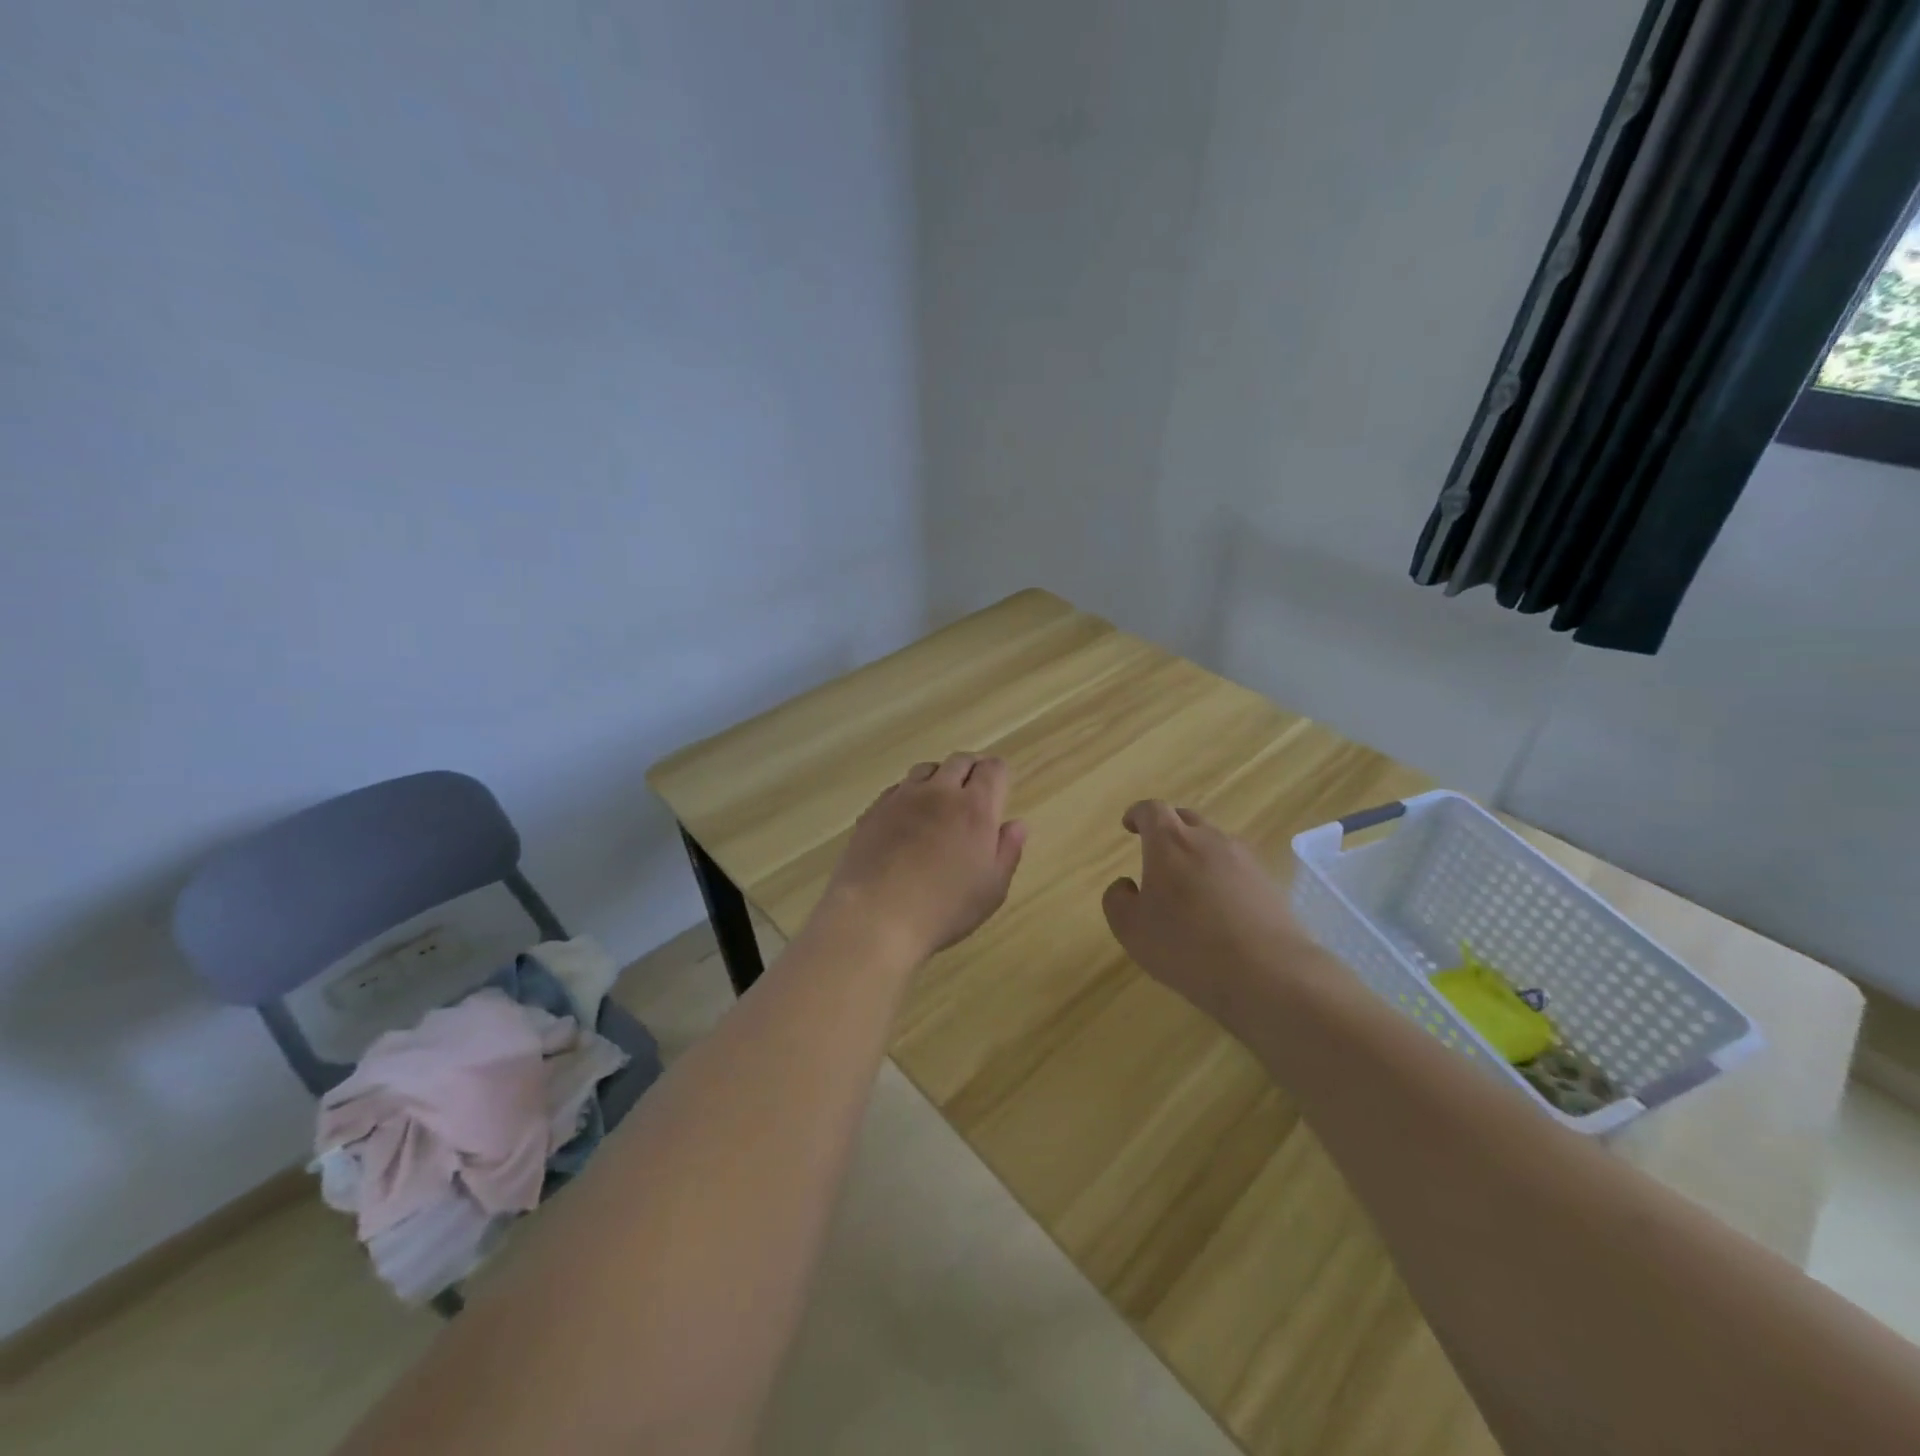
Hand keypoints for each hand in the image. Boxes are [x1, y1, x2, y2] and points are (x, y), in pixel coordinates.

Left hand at [821, 753, 1027, 961]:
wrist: (875, 915)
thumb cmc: (944, 907)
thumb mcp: (991, 889)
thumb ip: (1008, 851)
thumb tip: (1017, 824)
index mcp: (974, 807)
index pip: (992, 769)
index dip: (999, 774)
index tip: (1000, 789)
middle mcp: (939, 792)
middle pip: (959, 761)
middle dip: (971, 770)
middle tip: (974, 790)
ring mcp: (902, 798)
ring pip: (925, 769)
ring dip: (939, 777)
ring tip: (940, 800)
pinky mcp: (873, 811)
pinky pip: (897, 788)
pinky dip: (909, 794)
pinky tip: (908, 818)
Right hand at [1102, 800, 1317, 1022]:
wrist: (1268, 974)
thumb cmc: (1187, 946)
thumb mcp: (1132, 930)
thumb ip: (1118, 900)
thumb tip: (1126, 885)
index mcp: (1170, 842)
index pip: (1152, 810)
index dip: (1138, 814)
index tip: (1129, 826)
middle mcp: (1209, 839)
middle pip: (1186, 819)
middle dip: (1168, 829)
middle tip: (1157, 853)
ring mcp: (1244, 859)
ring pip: (1214, 843)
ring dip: (1198, 854)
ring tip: (1190, 885)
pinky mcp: (1269, 883)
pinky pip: (1237, 868)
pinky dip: (1223, 877)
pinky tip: (1220, 908)